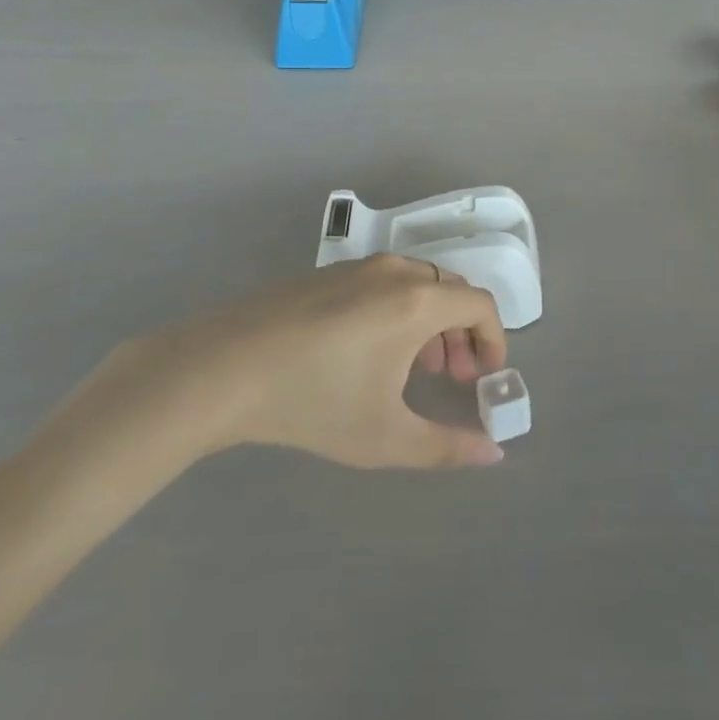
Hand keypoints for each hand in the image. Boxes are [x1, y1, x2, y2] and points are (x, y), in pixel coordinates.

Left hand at [32, 257, 508, 481]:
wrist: (224, 368)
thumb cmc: (315, 401)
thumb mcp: (386, 437)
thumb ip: (448, 446)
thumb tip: (494, 452)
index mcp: (417, 299)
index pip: (480, 303)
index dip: (494, 339)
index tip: (486, 377)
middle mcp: (395, 271)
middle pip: (451, 289)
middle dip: (462, 333)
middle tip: (451, 377)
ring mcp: (358, 267)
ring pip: (417, 283)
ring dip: (431, 322)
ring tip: (414, 369)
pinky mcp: (328, 273)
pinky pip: (385, 282)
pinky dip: (399, 310)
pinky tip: (370, 353)